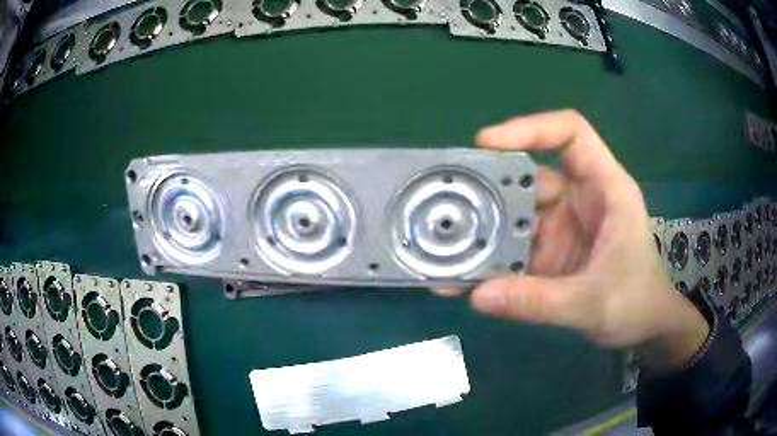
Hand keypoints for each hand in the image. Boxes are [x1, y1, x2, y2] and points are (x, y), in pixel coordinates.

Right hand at [434, 110, 708, 367]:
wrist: (644, 329)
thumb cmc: (635, 304)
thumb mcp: (592, 304)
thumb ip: (539, 301)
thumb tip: (478, 295)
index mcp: (606, 189)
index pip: (571, 134)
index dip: (530, 128)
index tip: (486, 143)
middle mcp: (580, 198)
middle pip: (530, 176)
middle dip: (490, 189)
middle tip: (448, 202)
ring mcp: (562, 226)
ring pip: (516, 214)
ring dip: (483, 232)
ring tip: (444, 250)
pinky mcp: (549, 252)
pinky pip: (514, 247)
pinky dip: (490, 261)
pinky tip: (464, 277)